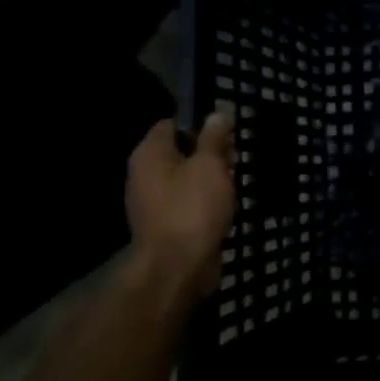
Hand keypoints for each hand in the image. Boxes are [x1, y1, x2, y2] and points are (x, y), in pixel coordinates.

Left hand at [126, 113, 236, 299]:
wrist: (178, 266)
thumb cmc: (193, 207)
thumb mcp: (210, 164)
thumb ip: (214, 137)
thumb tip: (217, 113)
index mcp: (149, 154)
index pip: (171, 123)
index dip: (200, 123)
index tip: (227, 131)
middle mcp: (144, 174)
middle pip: (179, 150)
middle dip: (209, 151)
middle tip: (235, 157)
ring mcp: (152, 200)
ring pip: (185, 176)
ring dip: (210, 176)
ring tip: (234, 181)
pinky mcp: (165, 222)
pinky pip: (187, 199)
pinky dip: (205, 198)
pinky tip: (224, 204)